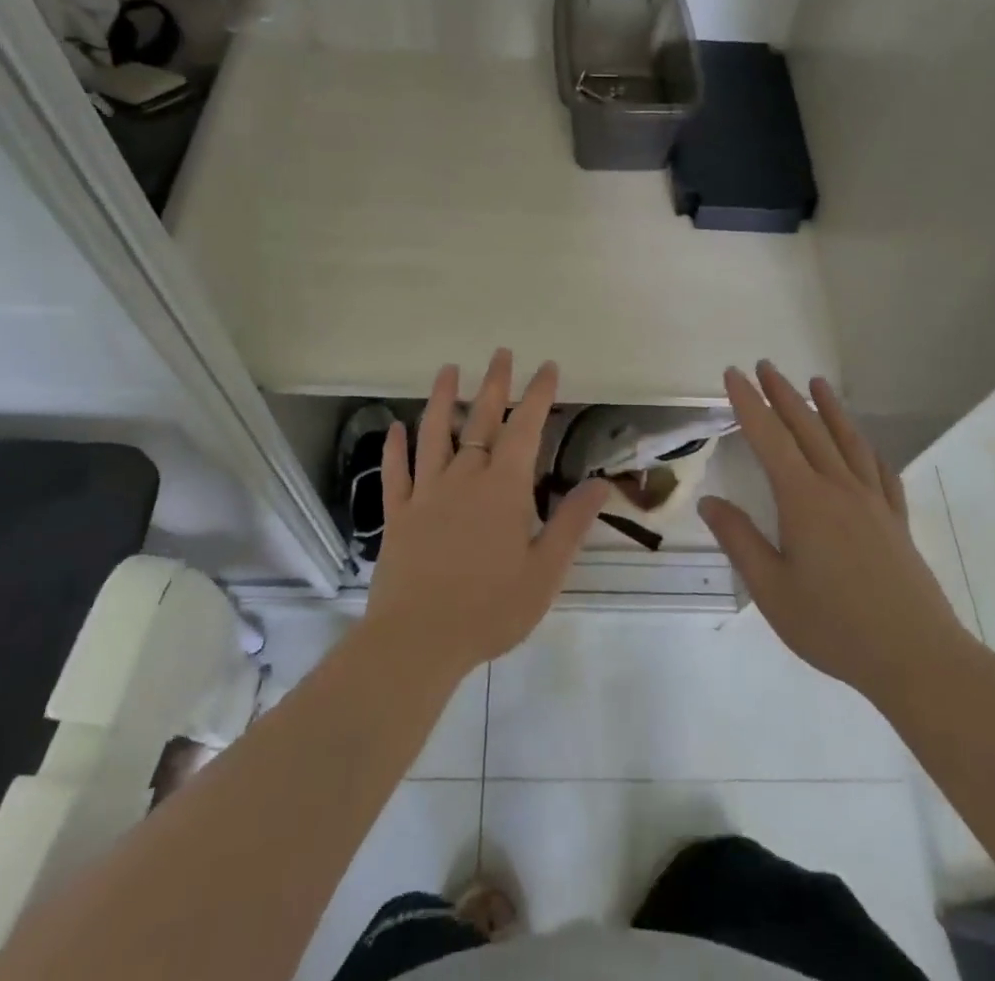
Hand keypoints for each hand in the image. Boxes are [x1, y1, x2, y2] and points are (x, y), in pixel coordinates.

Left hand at [362, 350, 609, 678]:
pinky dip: (395, 447)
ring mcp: (426, 493)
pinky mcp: (397, 515)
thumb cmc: (490, 609)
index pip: (525, 429)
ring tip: (447, 370)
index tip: (547, 367)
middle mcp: (464, 478)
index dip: (538, 395)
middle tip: (500, 353)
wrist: (418, 641)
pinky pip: (395, 473)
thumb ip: (572, 523)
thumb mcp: (545, 572)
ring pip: (433, 434)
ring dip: (440, 399)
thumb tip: (601, 483)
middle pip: (480, 420)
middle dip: (494, 384)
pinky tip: (394, 427)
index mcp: (503, 489)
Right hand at [699, 362, 970, 701]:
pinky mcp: (896, 521)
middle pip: (807, 428)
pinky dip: (866, 448)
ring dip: (827, 408)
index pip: (769, 438)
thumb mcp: (772, 590)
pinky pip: (880, 471)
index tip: (733, 374)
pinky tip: (864, 444)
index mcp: (804, 500)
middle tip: (765, 366)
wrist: (917, 658)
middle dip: (783, 394)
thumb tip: (710, 502)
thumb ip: (740, 541)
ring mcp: (873, 502)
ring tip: (815, 382)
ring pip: (846, 441)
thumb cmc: (835, 626)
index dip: (749, 403)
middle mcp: (839, 488)